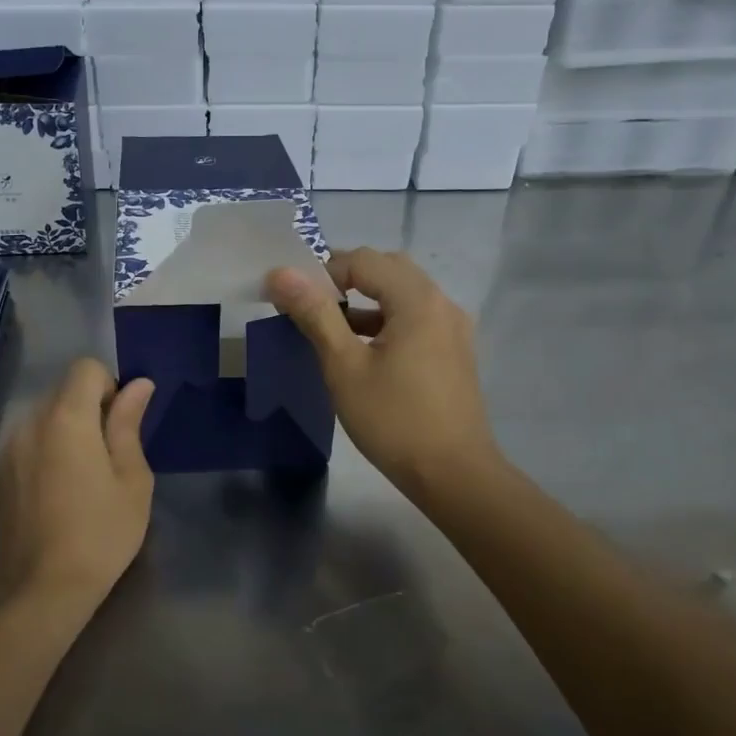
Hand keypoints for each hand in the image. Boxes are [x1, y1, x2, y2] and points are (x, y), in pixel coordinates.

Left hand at [0, 358, 154, 620]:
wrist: (43, 590)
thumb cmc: (101, 532)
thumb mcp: (132, 479)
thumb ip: (129, 424)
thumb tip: (138, 385)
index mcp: (67, 418)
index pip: (86, 368)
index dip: (110, 387)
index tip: (120, 426)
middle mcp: (29, 424)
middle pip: (63, 392)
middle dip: (89, 410)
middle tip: (108, 459)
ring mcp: (7, 450)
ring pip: (43, 419)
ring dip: (66, 433)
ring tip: (81, 482)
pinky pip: (26, 445)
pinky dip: (44, 454)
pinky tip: (55, 497)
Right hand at [266, 248, 499, 500]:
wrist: (453, 474)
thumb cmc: (394, 420)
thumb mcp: (345, 366)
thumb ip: (315, 314)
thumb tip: (281, 274)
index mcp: (418, 299)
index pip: (364, 260)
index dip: (323, 271)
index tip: (292, 297)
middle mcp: (442, 303)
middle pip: (388, 270)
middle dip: (346, 279)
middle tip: (310, 304)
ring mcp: (453, 329)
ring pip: (403, 295)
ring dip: (365, 301)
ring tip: (329, 325)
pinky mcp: (454, 352)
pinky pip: (415, 319)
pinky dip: (385, 321)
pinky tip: (362, 349)